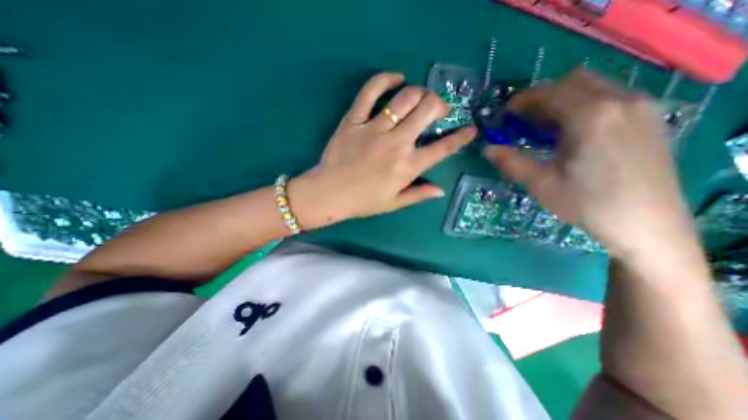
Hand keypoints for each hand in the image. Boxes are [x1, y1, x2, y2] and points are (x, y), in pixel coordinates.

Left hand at [289, 72, 475, 229]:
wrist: (329, 193)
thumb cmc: (363, 201)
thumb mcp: (394, 203)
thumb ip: (419, 194)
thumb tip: (441, 190)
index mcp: (407, 167)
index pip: (442, 149)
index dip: (460, 138)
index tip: (470, 130)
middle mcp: (396, 144)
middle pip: (427, 111)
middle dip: (439, 105)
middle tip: (438, 109)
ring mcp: (374, 129)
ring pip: (405, 97)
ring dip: (419, 93)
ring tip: (420, 98)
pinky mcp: (354, 119)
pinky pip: (370, 91)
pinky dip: (385, 78)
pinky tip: (396, 78)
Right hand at [485, 69, 695, 255]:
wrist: (647, 225)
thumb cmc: (587, 204)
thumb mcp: (541, 184)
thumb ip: (511, 162)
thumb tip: (487, 149)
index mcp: (591, 116)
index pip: (549, 93)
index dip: (522, 101)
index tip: (505, 114)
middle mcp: (620, 101)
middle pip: (572, 81)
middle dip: (542, 96)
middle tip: (524, 120)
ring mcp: (640, 107)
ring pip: (593, 86)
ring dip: (563, 100)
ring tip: (545, 127)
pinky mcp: (649, 119)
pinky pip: (610, 97)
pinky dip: (583, 105)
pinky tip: (573, 132)